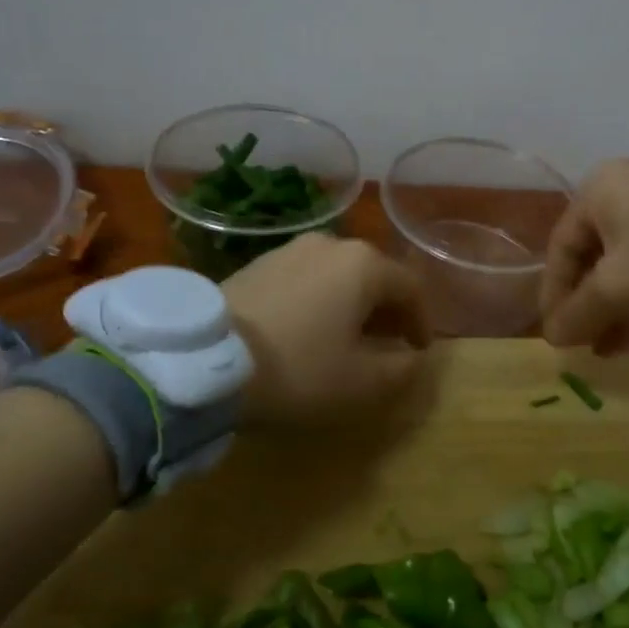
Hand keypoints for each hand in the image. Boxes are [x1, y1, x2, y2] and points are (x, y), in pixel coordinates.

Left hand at [224, 233, 432, 419]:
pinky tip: (307, 328)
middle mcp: (331, 244)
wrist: (207, 360)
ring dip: (351, 303)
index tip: (419, 350)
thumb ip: (401, 368)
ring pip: (338, 275)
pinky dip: (319, 300)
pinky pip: (306, 278)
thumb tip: (412, 357)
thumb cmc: (298, 368)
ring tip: (346, 337)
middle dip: (387, 309)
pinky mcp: (258, 262)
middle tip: (387, 343)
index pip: (410, 287)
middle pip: (374, 275)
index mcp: (364, 264)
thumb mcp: (361, 383)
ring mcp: (291, 249)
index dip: (422, 320)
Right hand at [540, 159, 628, 352]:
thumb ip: (576, 313)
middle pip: (594, 253)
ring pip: (627, 258)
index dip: (554, 296)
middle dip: (589, 303)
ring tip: (616, 345)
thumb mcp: (618, 291)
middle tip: (587, 342)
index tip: (556, 337)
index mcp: (601, 187)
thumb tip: (552, 335)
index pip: (561, 247)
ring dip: (616, 304)